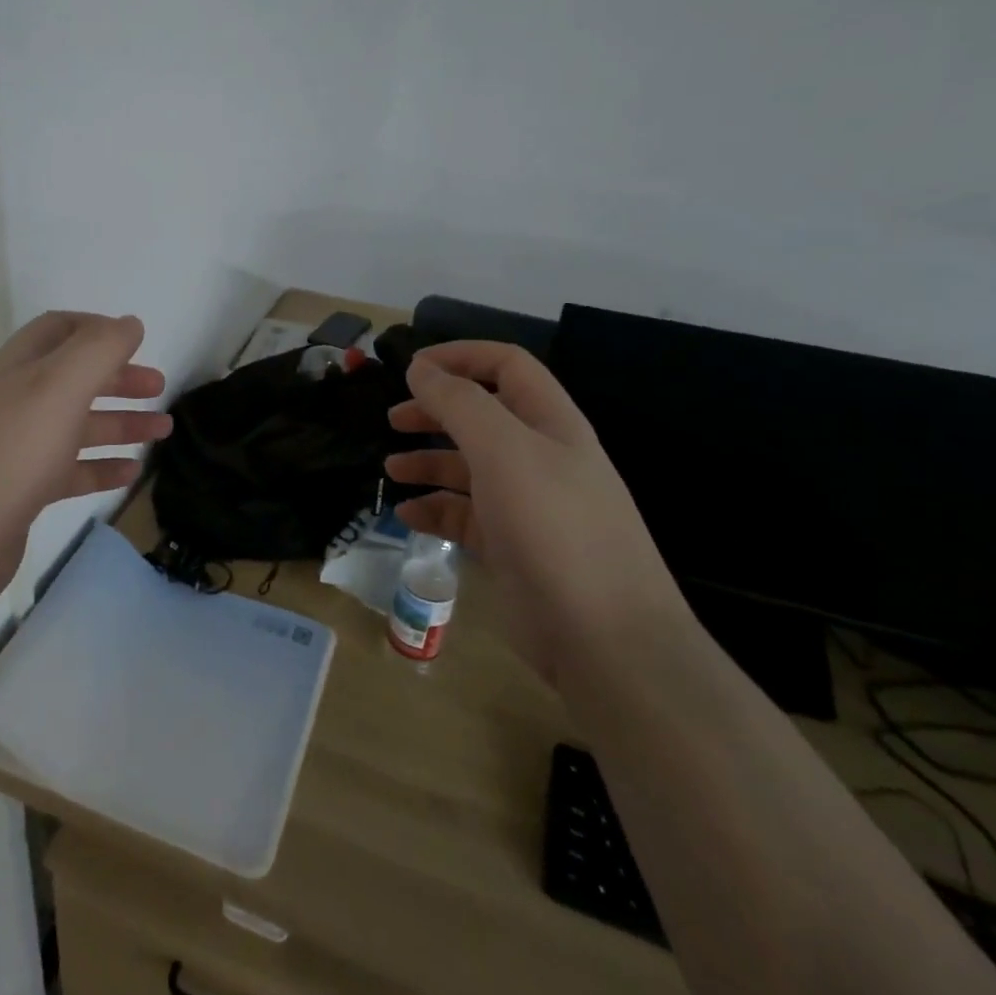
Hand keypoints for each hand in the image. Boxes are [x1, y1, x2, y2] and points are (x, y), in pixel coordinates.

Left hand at [0, 312, 168, 617]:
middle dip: (118, 378)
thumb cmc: (3, 458)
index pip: (59, 330)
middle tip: (159, 388)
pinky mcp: (16, 495)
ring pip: (74, 426)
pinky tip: (129, 474)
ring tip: (163, 432)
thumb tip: (129, 323)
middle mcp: (13, 403)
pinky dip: (99, 468)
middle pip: (72, 378)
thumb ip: (97, 351)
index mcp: (18, 369)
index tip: (138, 342)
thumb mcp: (56, 390)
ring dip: (119, 423)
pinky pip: (66, 472)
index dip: (98, 328)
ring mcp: (12, 451)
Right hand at [383, 341, 686, 686]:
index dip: (460, 356)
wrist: (604, 638)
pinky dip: (434, 510)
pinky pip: (464, 516)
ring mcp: (525, 505)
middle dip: (435, 410)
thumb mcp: (504, 451)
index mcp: (549, 423)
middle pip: (481, 415)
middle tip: (393, 418)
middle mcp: (539, 457)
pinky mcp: (510, 547)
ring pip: (468, 467)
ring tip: (391, 469)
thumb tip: (421, 368)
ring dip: (427, 462)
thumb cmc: (553, 527)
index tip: (411, 367)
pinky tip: (408, 516)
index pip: (506, 366)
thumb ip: (459, 403)